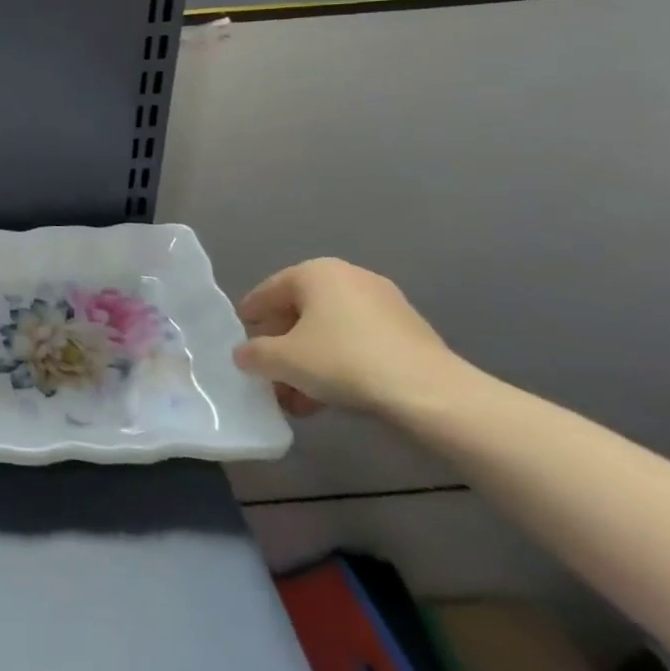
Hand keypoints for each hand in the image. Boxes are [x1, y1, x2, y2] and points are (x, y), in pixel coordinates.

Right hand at [232, 258, 475, 419]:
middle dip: (282, 348)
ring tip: (297, 398)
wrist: (430, 393)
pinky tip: (330, 398)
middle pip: (300, 313)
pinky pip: (358, 344)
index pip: (267, 292)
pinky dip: (339, 365)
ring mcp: (384, 304)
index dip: (250, 318)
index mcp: (315, 272)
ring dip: (309, 362)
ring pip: (330, 332)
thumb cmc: (343, 361)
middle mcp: (349, 277)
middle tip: (268, 375)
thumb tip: (245, 355)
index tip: (239, 342)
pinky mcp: (409, 333)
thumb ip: (253, 354)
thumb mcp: (282, 360)